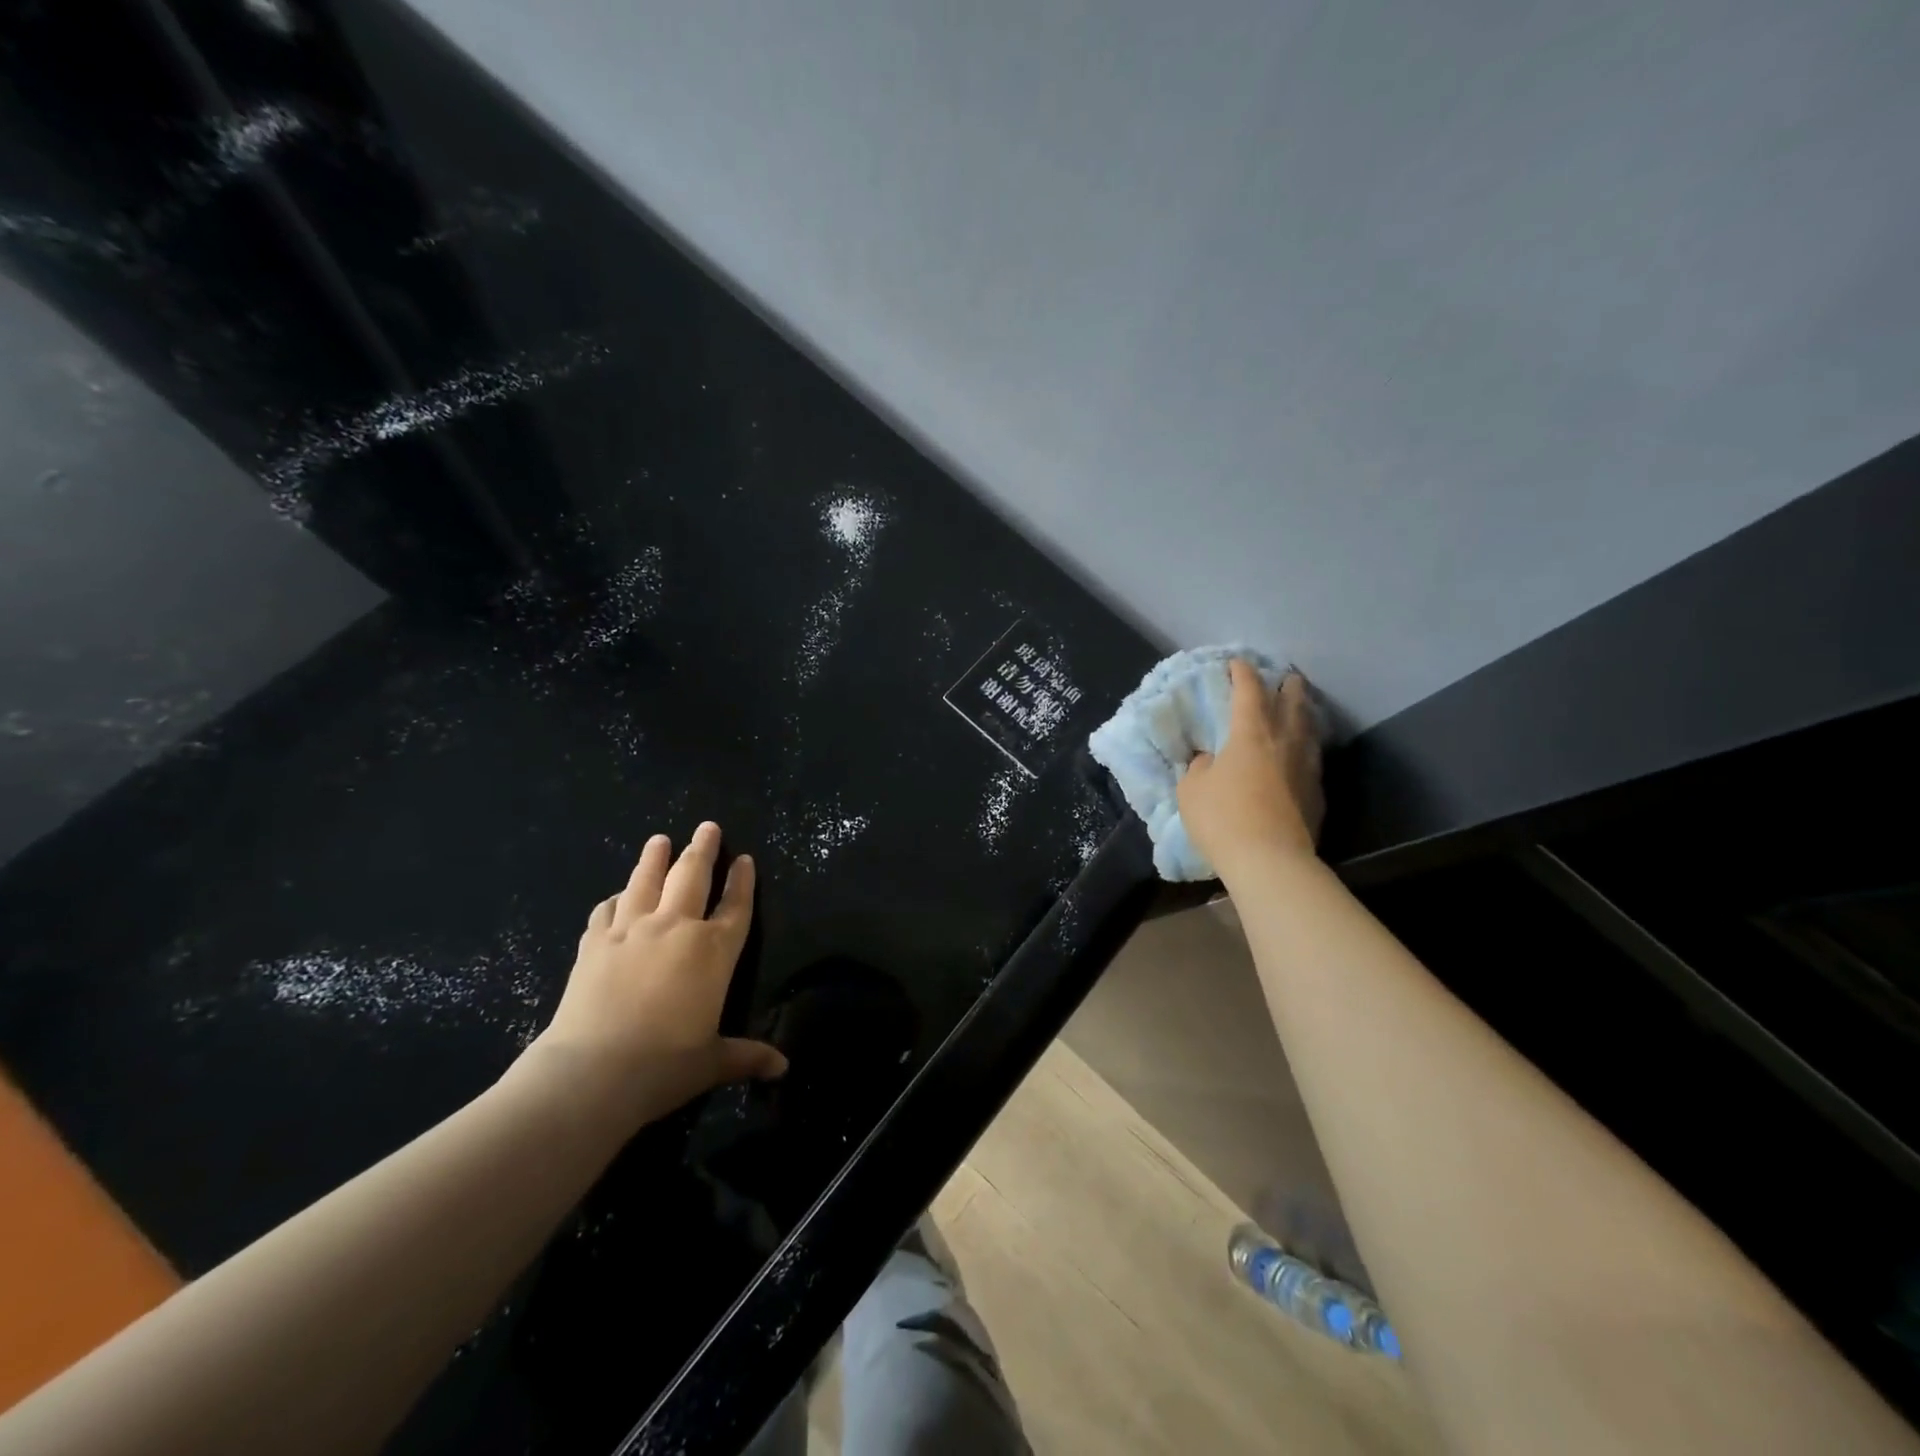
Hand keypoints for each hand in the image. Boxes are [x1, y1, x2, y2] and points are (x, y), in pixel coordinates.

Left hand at [518, 822, 786, 1131]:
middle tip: (707, 827)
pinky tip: (618, 896)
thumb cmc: (664, 1066)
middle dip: (702, 849)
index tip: (745, 859)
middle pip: (692, 877)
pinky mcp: (594, 943)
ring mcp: (631, 931)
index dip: (742, 882)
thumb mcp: (712, 1062)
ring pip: (646, 881)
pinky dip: (616, 899)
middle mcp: (676, 928)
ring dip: (655, 858)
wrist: (592, 1073)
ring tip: (659, 839)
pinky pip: (607, 910)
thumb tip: (783, 1068)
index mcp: (713, 951)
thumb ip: (747, 1057)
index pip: (735, 906)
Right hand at [1178, 661, 1324, 875]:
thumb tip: (1210, 760)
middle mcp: (1284, 740)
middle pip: (1292, 702)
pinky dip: (1305, 748)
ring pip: (1308, 729)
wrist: (1270, 860)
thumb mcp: (1192, 789)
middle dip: (1287, 685)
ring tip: (1299, 710)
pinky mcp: (1317, 793)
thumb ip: (1200, 767)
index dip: (1243, 673)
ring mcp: (1306, 766)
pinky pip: (1312, 758)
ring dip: (1303, 714)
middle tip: (1285, 677)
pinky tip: (1301, 755)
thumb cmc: (1223, 817)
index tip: (1237, 663)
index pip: (1249, 691)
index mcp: (1250, 732)